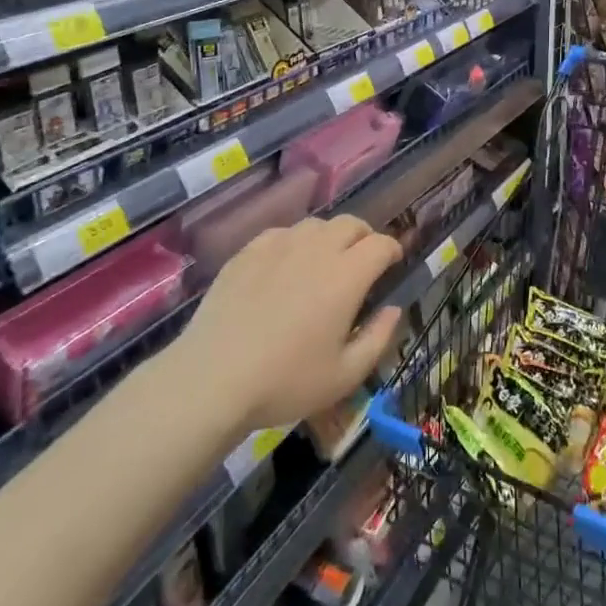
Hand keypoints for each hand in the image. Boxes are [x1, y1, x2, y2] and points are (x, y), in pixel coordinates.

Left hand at [177, 215, 403, 431]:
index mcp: (346, 276)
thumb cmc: (286, 381)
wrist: (213, 378)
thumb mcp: (345, 375)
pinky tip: (286, 266)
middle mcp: (316, 250)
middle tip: (364, 260)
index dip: (393, 250)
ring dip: (330, 237)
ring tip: (325, 261)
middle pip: (350, 223)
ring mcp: (278, 246)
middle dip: (365, 236)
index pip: (381, 244)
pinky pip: (281, 233)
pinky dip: (294, 242)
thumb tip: (393, 309)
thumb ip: (378, 338)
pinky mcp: (247, 252)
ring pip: (315, 224)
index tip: (393, 264)